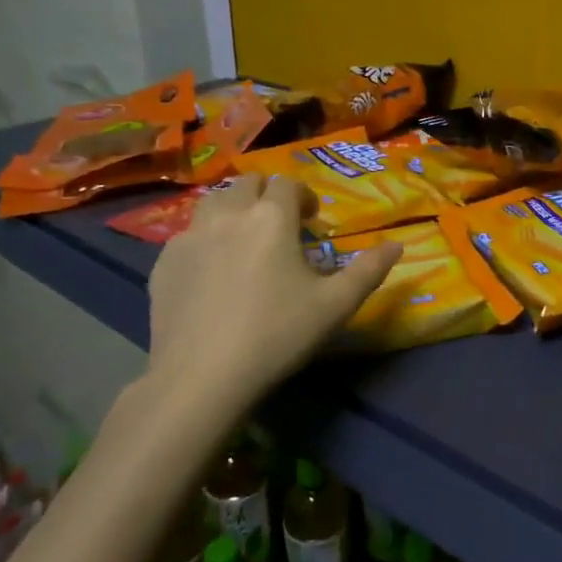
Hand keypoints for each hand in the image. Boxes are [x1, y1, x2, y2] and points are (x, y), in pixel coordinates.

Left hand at [139, 174, 400, 413]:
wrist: (202, 377)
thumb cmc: (278, 335)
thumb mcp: (336, 305)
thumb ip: (369, 270)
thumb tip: (397, 245)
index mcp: (271, 217)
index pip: (287, 183)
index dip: (303, 196)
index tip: (311, 220)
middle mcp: (228, 214)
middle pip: (247, 184)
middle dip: (267, 196)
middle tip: (279, 226)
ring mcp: (190, 237)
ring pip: (213, 203)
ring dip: (233, 210)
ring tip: (245, 241)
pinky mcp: (164, 263)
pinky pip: (188, 235)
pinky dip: (205, 239)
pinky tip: (213, 272)